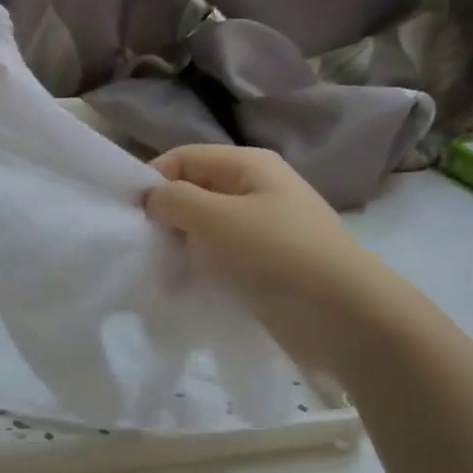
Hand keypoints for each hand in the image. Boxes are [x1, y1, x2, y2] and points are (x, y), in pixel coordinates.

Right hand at [146, 144, 384, 362]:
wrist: (342, 314)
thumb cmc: (276, 254)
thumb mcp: (216, 219)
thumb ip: (175, 201)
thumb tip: (153, 199)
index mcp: (248, 165)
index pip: (184, 158)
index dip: (153, 181)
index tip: (129, 218)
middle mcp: (257, 190)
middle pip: (196, 192)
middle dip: (166, 218)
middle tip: (145, 251)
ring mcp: (265, 229)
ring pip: (207, 230)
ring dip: (182, 249)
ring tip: (164, 276)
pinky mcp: (267, 265)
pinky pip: (223, 259)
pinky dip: (203, 270)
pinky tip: (189, 290)